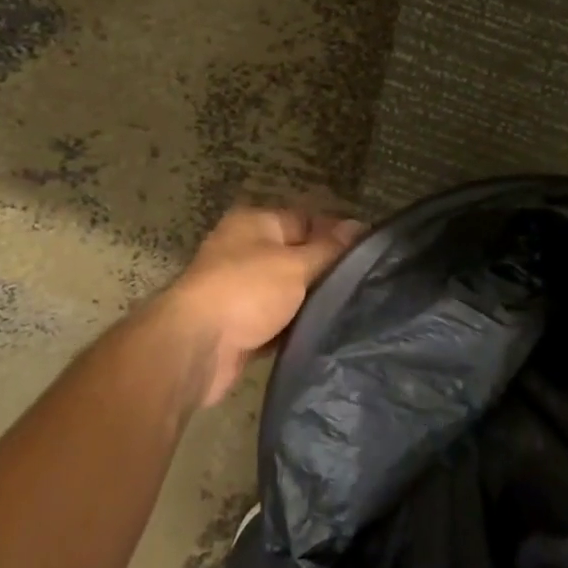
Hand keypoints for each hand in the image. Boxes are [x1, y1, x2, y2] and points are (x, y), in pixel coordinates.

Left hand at [159, 205, 364, 406]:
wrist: (196, 347)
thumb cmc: (247, 291)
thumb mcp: (296, 264)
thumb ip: (329, 248)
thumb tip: (359, 226)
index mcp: (255, 223)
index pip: (306, 219)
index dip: (336, 233)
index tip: (370, 254)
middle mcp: (245, 250)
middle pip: (297, 255)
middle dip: (326, 270)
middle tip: (365, 285)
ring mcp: (241, 289)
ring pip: (288, 290)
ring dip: (311, 301)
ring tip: (352, 309)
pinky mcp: (240, 325)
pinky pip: (277, 320)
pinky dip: (295, 325)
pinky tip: (325, 332)